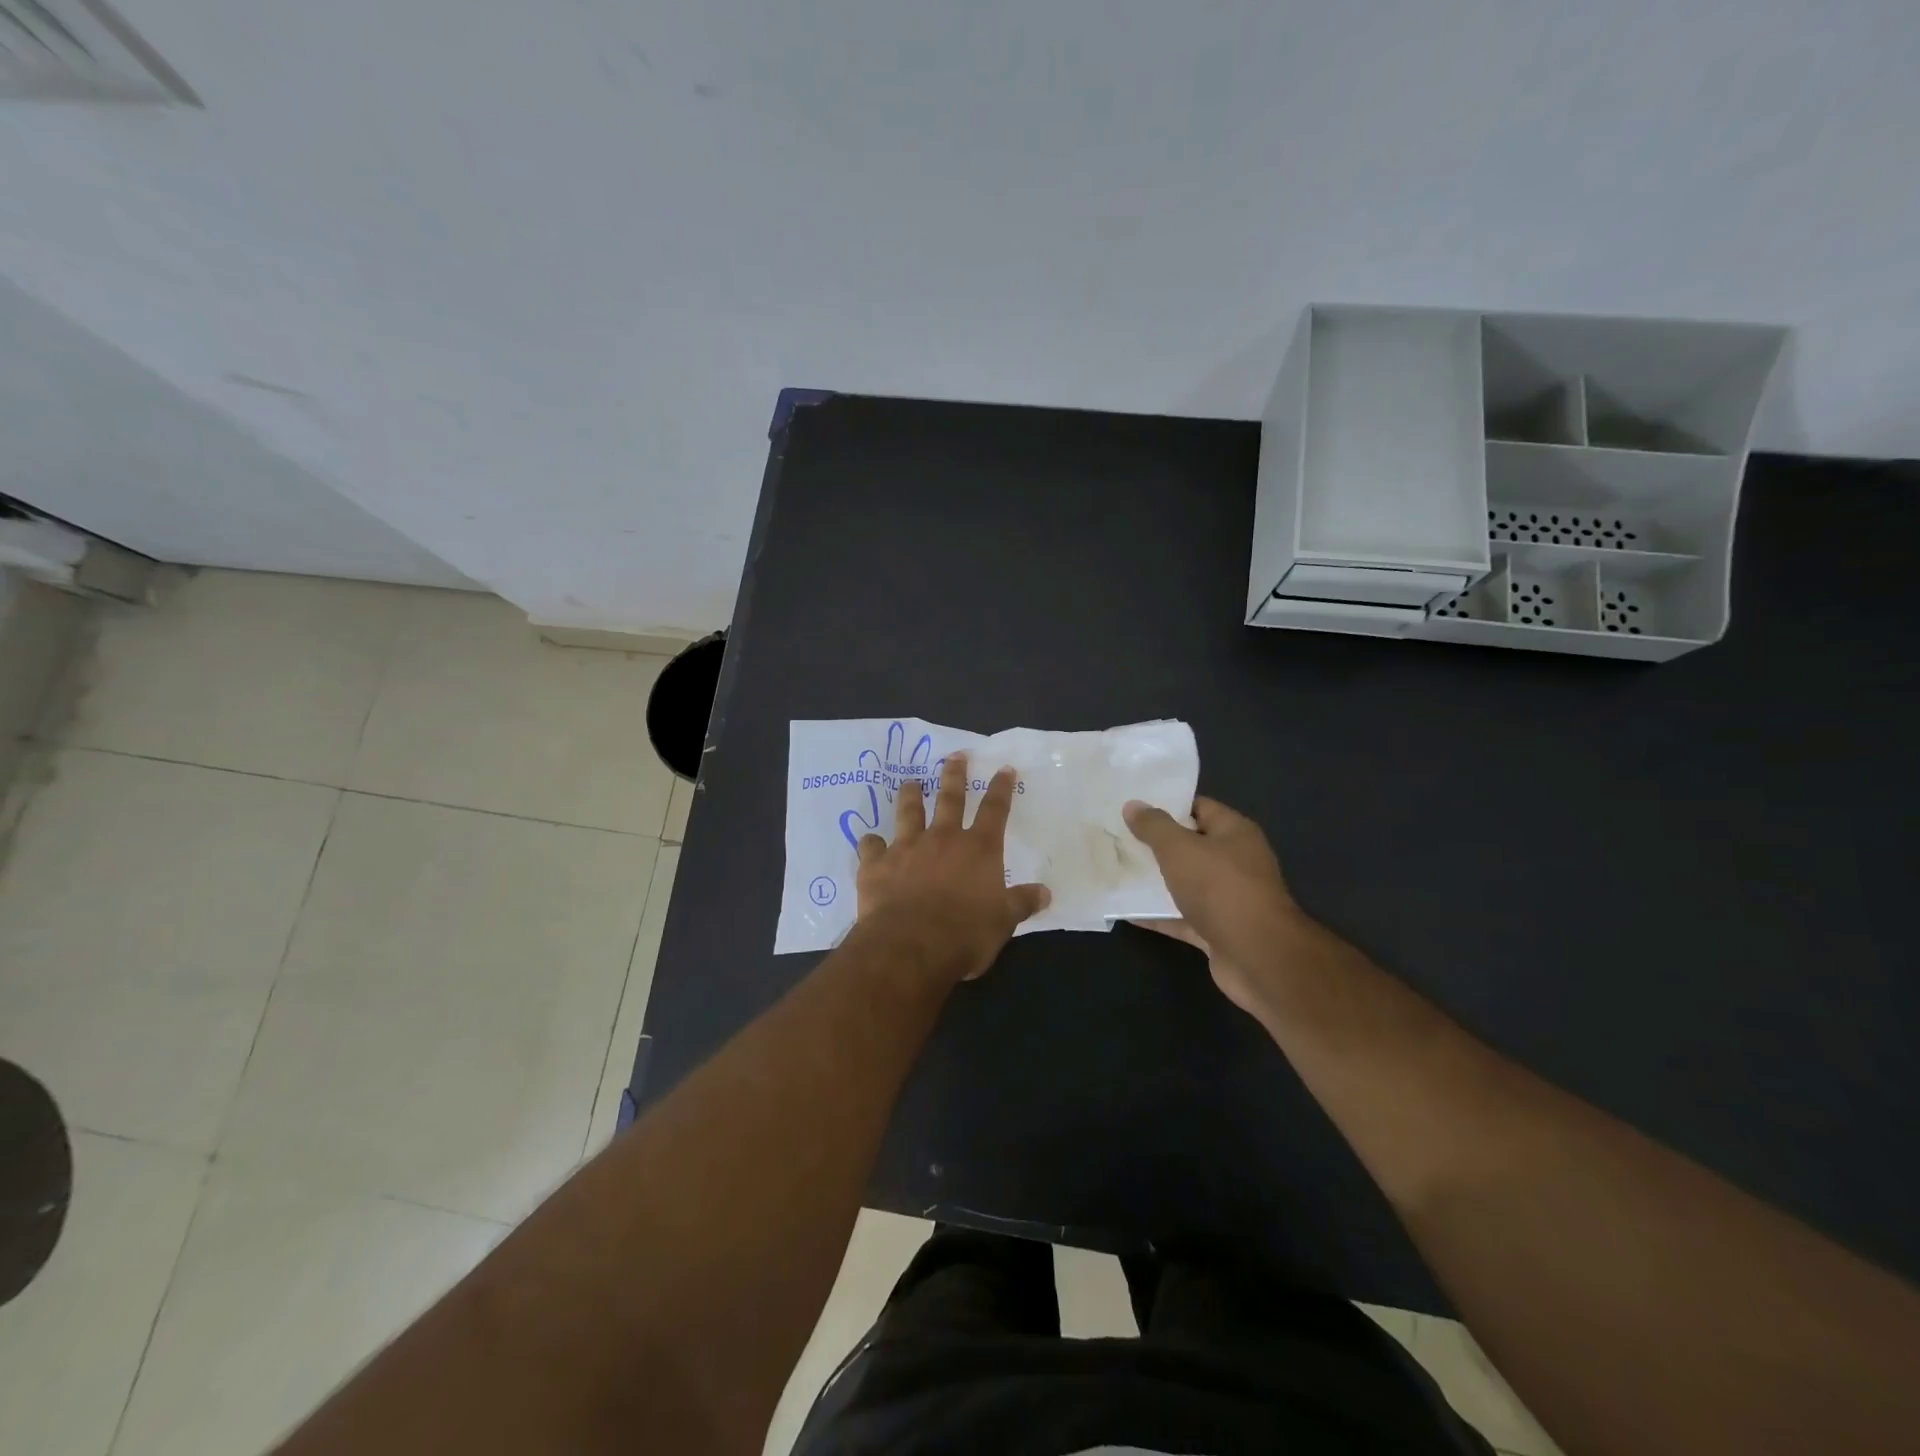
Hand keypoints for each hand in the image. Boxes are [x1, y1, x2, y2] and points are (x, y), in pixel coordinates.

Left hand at [856, 752, 1050, 981]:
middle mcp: (943, 838)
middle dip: (954, 775)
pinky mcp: (876, 864)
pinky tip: (869, 842)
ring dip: (910, 795)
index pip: (995, 810)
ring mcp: (907, 847)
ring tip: (910, 782)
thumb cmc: (965, 934)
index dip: (1001, 788)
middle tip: (954, 755)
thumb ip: (1022, 902)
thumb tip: (1046, 892)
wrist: (911, 946)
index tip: (1004, 768)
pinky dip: (871, 843)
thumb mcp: (1004, 922)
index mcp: (978, 849)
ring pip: (909, 812)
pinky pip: (871, 846)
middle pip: (950, 798)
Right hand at [1122, 796, 1307, 1017]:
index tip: (1134, 808)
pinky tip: (1127, 912)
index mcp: (1234, 833)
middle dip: (1156, 844)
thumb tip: (1133, 805)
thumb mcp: (1179, 848)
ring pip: (1186, 883)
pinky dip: (1158, 915)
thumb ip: (1154, 826)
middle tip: (1118, 838)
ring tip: (1118, 871)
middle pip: (1191, 847)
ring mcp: (1228, 899)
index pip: (1200, 808)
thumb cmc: (1220, 888)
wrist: (1258, 957)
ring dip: (1156, 881)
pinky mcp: (1218, 931)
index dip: (1168, 806)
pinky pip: (1182, 917)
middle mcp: (1235, 862)